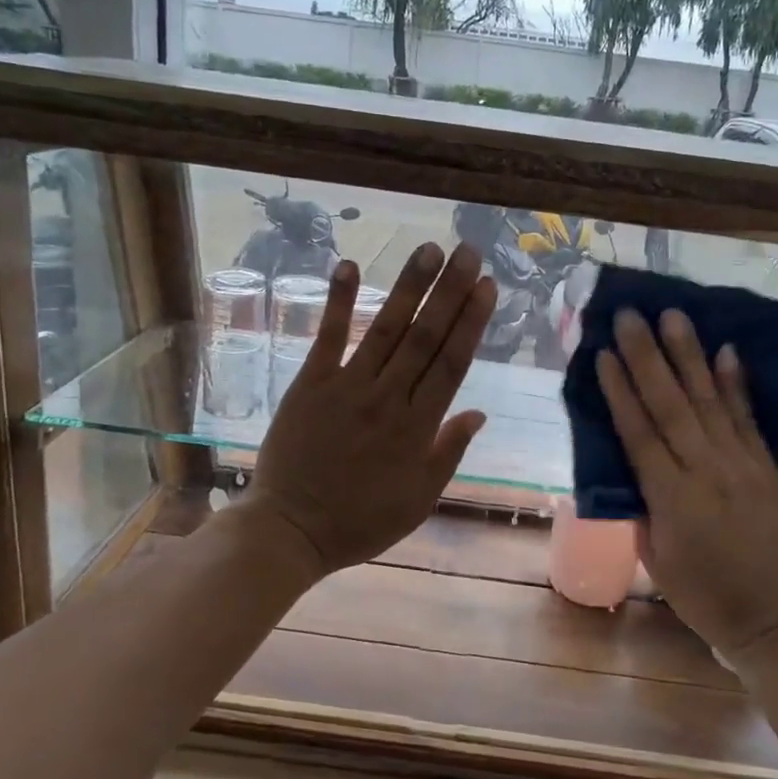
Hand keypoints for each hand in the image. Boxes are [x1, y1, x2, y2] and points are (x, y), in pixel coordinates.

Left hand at [246, 243, 495, 577]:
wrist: (291, 529)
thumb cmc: (361, 520)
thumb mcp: (419, 499)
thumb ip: (448, 452)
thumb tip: (479, 412)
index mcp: (418, 428)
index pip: (452, 363)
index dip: (471, 322)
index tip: (486, 286)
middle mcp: (388, 398)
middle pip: (425, 337)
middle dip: (449, 291)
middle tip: (468, 252)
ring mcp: (347, 387)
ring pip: (385, 329)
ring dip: (409, 287)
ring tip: (429, 249)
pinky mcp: (310, 384)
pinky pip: (327, 337)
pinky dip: (338, 302)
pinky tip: (350, 266)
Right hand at [596, 309, 777, 656]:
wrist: (770, 615)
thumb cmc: (698, 594)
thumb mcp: (652, 555)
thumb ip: (640, 503)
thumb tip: (628, 460)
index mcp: (671, 498)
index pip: (640, 433)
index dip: (620, 390)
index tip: (604, 352)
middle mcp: (707, 472)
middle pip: (671, 405)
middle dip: (648, 357)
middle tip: (630, 316)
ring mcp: (742, 465)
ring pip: (709, 402)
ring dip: (689, 356)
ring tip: (673, 316)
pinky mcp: (766, 466)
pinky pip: (747, 418)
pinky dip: (735, 384)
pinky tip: (725, 350)